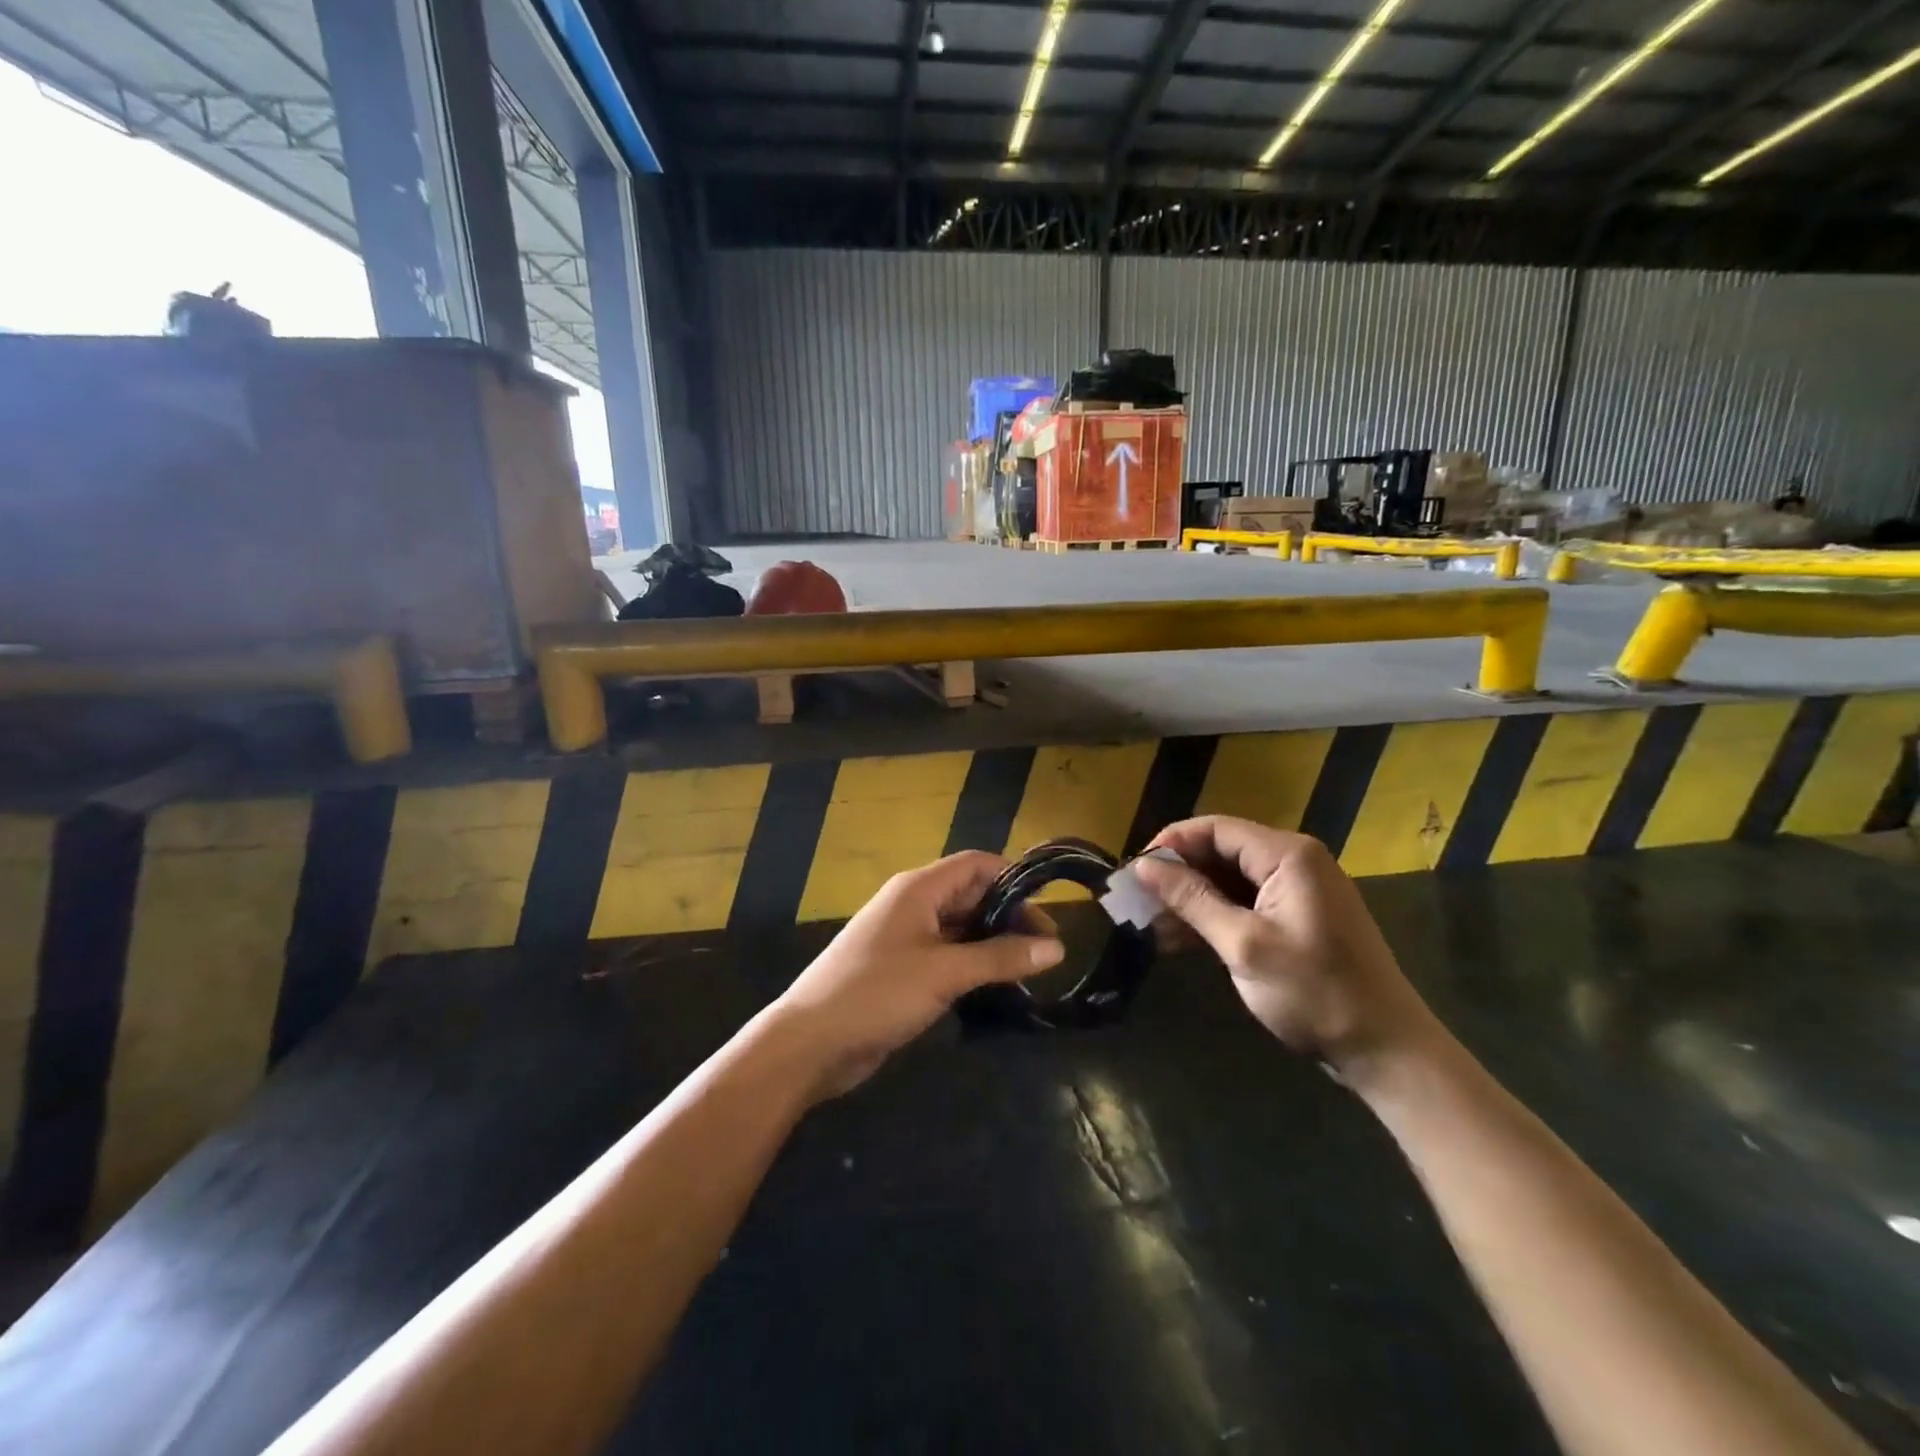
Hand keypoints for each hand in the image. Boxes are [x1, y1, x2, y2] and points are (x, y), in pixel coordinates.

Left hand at [770, 851, 1064, 1100]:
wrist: (811, 1042)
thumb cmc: (877, 993)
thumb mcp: (944, 972)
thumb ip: (1000, 958)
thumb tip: (1057, 947)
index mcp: (919, 889)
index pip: (977, 865)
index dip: (1014, 879)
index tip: (1049, 910)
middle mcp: (913, 905)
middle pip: (971, 896)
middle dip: (1009, 916)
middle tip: (1047, 950)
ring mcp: (907, 938)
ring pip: (961, 929)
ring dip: (994, 944)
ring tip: (1032, 971)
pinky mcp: (903, 970)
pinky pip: (948, 956)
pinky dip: (974, 965)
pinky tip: (998, 988)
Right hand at [1131, 817, 1445, 1085]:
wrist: (1386, 1051)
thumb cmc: (1314, 993)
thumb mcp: (1243, 945)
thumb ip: (1192, 899)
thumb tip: (1143, 865)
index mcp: (1288, 855)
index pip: (1215, 828)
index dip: (1171, 843)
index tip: (1133, 871)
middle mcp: (1295, 861)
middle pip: (1222, 851)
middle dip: (1178, 875)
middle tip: (1137, 902)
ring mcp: (1299, 890)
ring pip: (1230, 879)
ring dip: (1192, 899)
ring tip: (1151, 926)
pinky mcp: (1299, 917)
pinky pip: (1246, 902)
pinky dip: (1214, 916)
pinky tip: (1181, 940)